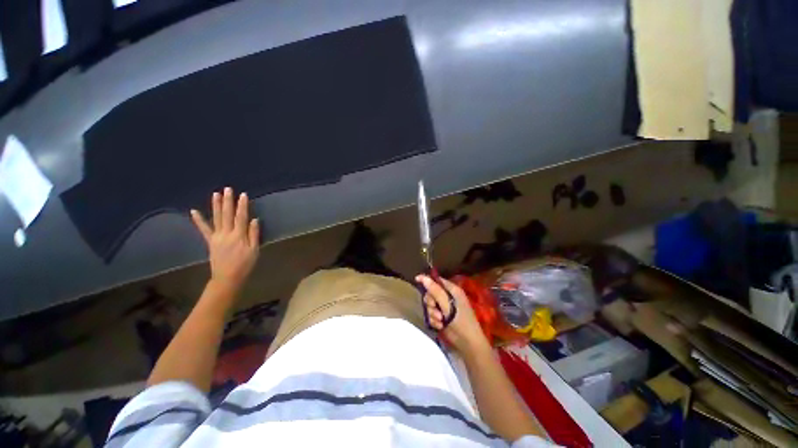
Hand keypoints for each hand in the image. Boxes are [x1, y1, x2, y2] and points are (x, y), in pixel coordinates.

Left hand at [191, 187, 259, 292]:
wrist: (227, 278)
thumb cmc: (245, 264)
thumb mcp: (254, 250)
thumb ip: (254, 234)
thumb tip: (254, 220)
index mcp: (239, 236)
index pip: (241, 217)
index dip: (242, 206)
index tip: (243, 195)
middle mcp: (226, 234)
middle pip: (227, 215)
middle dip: (228, 201)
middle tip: (227, 189)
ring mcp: (216, 237)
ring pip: (216, 218)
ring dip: (216, 206)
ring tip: (215, 194)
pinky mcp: (210, 242)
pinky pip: (204, 230)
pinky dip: (199, 220)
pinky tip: (194, 211)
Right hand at [416, 275, 488, 354]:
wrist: (467, 344)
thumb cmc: (461, 321)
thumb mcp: (447, 304)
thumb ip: (435, 291)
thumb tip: (423, 277)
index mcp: (452, 290)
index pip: (437, 280)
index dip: (427, 280)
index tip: (416, 280)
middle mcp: (448, 297)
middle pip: (431, 293)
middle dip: (430, 302)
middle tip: (435, 309)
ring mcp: (445, 308)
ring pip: (430, 305)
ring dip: (432, 313)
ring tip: (440, 321)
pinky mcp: (442, 318)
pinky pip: (431, 315)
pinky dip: (434, 320)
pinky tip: (440, 326)